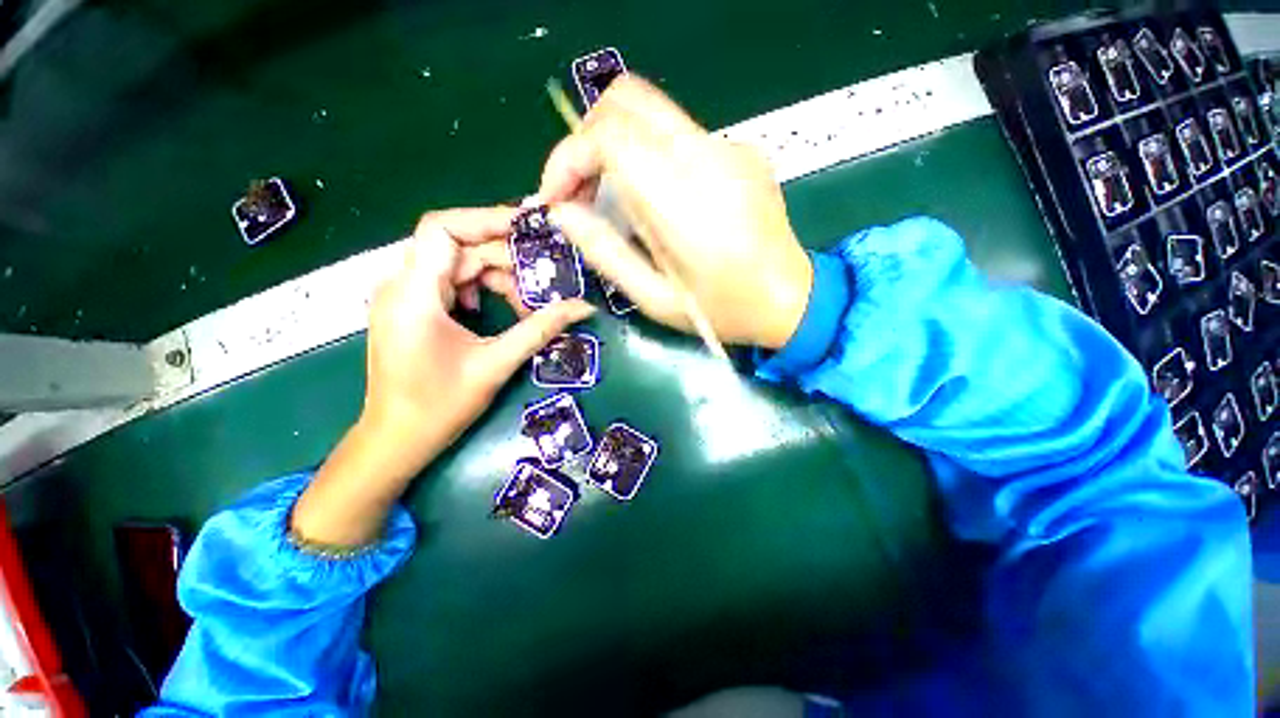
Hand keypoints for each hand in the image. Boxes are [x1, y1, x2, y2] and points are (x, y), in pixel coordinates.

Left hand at [292, 207, 593, 547]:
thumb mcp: (495, 364)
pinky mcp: (411, 309)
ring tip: (525, 305)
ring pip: (458, 265)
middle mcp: (402, 285)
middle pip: (459, 248)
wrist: (395, 441)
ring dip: (495, 278)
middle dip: (504, 260)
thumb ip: (540, 329)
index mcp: (413, 293)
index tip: (530, 230)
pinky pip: (450, 284)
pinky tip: (496, 311)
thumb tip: (582, 308)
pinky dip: (480, 290)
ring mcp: (404, 297)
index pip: (444, 229)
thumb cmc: (439, 406)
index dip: (487, 220)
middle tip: (542, 281)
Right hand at [537, 75, 812, 349]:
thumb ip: (605, 253)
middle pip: (626, 101)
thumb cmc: (722, 311)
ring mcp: (729, 148)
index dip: (569, 157)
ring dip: (614, 145)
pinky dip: (646, 155)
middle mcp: (708, 158)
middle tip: (578, 190)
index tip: (556, 198)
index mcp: (685, 203)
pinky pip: (677, 135)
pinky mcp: (740, 150)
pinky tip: (652, 199)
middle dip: (586, 139)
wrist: (791, 300)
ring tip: (608, 197)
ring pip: (650, 113)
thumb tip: (562, 213)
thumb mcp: (655, 299)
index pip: (610, 136)